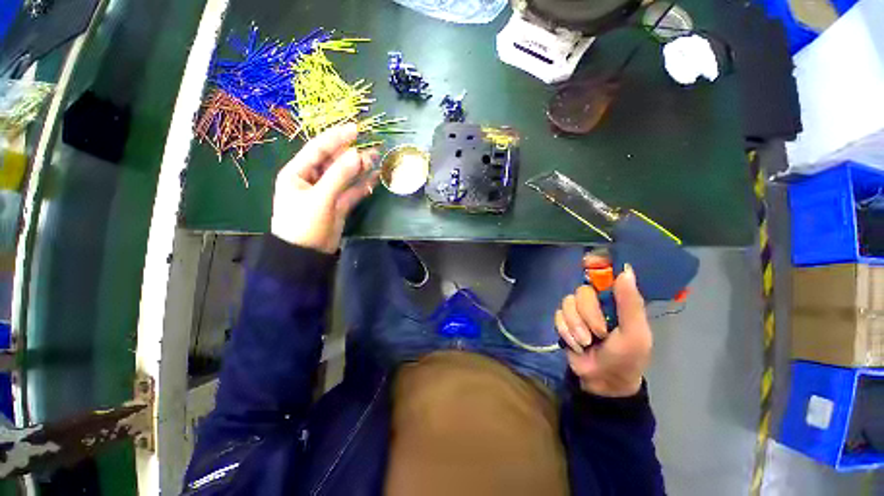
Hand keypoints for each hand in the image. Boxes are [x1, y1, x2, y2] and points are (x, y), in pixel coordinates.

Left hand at [271, 123, 379, 252]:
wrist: (305, 255)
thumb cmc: (303, 224)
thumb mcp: (320, 198)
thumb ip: (339, 176)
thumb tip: (357, 155)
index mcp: (297, 172)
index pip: (318, 149)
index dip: (337, 138)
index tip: (356, 129)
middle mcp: (312, 179)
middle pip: (334, 161)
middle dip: (352, 154)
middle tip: (372, 147)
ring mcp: (327, 192)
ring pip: (345, 176)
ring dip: (360, 168)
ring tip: (377, 159)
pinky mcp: (338, 205)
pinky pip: (352, 191)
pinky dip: (363, 185)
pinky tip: (375, 179)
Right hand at [555, 255, 651, 396]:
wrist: (603, 381)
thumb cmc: (627, 358)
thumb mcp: (635, 333)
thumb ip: (630, 303)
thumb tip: (625, 270)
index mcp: (616, 300)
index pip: (604, 274)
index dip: (595, 265)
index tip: (588, 262)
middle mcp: (595, 301)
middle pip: (582, 291)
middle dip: (588, 315)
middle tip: (599, 334)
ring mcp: (578, 310)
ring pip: (567, 303)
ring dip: (576, 326)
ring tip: (586, 343)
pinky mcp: (564, 321)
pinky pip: (558, 316)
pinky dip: (566, 331)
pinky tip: (575, 344)